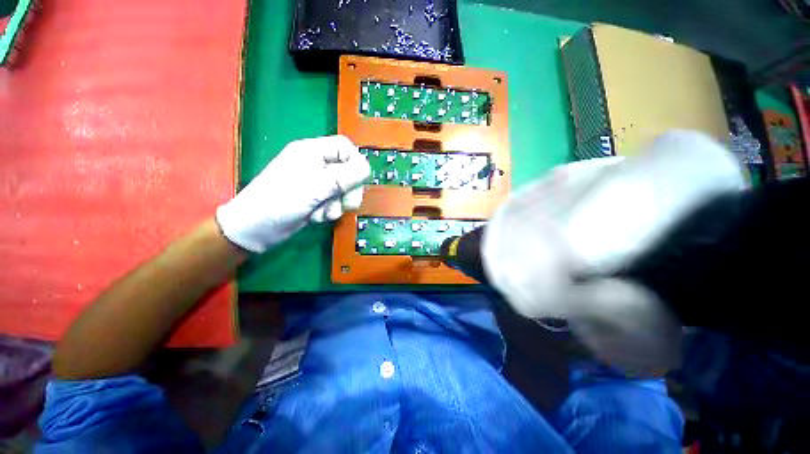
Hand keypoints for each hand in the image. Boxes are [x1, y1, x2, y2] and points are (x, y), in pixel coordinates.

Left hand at [216, 135, 369, 252]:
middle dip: (349, 190)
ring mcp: (316, 183)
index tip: (358, 181)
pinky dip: (329, 211)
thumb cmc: (280, 202)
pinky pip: (334, 201)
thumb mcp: (315, 187)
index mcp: (312, 152)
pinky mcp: (316, 199)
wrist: (254, 230)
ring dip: (338, 204)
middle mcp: (316, 165)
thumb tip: (367, 169)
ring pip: (343, 189)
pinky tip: (316, 217)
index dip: (355, 162)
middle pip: (348, 171)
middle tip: (347, 204)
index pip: (345, 148)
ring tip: (324, 213)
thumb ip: (344, 177)